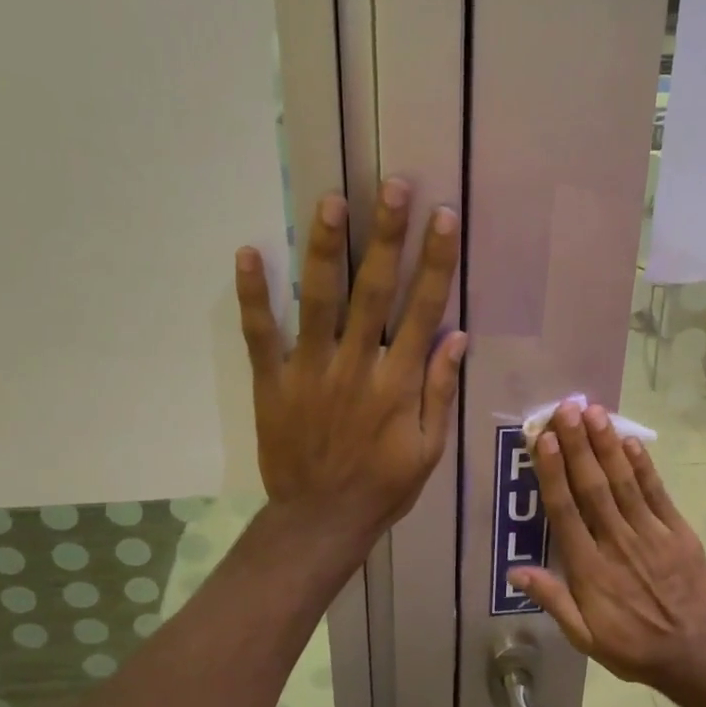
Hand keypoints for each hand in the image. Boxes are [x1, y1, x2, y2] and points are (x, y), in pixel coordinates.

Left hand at [235, 178, 464, 551]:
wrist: (321, 520)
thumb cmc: (383, 487)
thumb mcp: (430, 449)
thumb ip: (440, 391)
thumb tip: (458, 336)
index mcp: (398, 384)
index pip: (423, 311)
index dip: (435, 262)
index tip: (442, 218)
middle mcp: (356, 367)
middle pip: (374, 292)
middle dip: (386, 236)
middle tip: (393, 186)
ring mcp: (310, 372)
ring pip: (318, 302)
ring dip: (325, 249)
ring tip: (330, 201)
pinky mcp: (272, 383)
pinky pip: (260, 335)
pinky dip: (253, 296)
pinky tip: (247, 253)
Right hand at [510, 401, 705, 703]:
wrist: (697, 655)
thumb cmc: (633, 646)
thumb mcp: (584, 637)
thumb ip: (553, 600)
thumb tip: (515, 571)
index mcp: (589, 569)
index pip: (565, 511)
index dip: (554, 472)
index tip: (544, 439)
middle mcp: (617, 543)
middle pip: (592, 486)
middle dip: (578, 445)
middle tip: (567, 408)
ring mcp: (651, 535)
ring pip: (623, 483)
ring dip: (607, 446)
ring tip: (594, 412)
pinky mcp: (679, 533)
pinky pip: (657, 494)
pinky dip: (643, 467)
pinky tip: (630, 442)